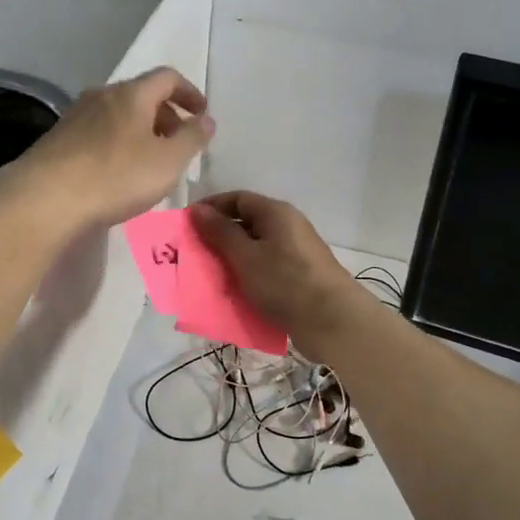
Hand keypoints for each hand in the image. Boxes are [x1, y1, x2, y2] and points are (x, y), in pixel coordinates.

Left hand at [8, 67, 214, 230]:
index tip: (201, 114)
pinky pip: (98, 132)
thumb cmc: (116, 176)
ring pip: (118, 114)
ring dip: (140, 130)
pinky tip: (117, 172)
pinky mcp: (58, 139)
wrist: (46, 198)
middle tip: (178, 143)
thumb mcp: (168, 161)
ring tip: (150, 160)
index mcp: (132, 94)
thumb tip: (206, 120)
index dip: (189, 92)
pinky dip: (117, 143)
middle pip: (141, 95)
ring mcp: (76, 116)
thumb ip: (192, 138)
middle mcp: (102, 95)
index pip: (167, 77)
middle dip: (165, 114)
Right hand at [189, 191, 369, 352]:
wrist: (332, 321)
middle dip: (218, 238)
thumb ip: (220, 232)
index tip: (186, 224)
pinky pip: (265, 270)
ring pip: (255, 250)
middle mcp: (288, 227)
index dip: (211, 208)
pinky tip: (234, 293)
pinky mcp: (298, 277)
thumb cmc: (285, 282)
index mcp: (276, 213)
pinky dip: (247, 277)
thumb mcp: (245, 256)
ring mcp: (295, 253)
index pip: (237, 199)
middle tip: (193, 255)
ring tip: (209, 277)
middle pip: (246, 224)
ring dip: (231, 261)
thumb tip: (199, 209)